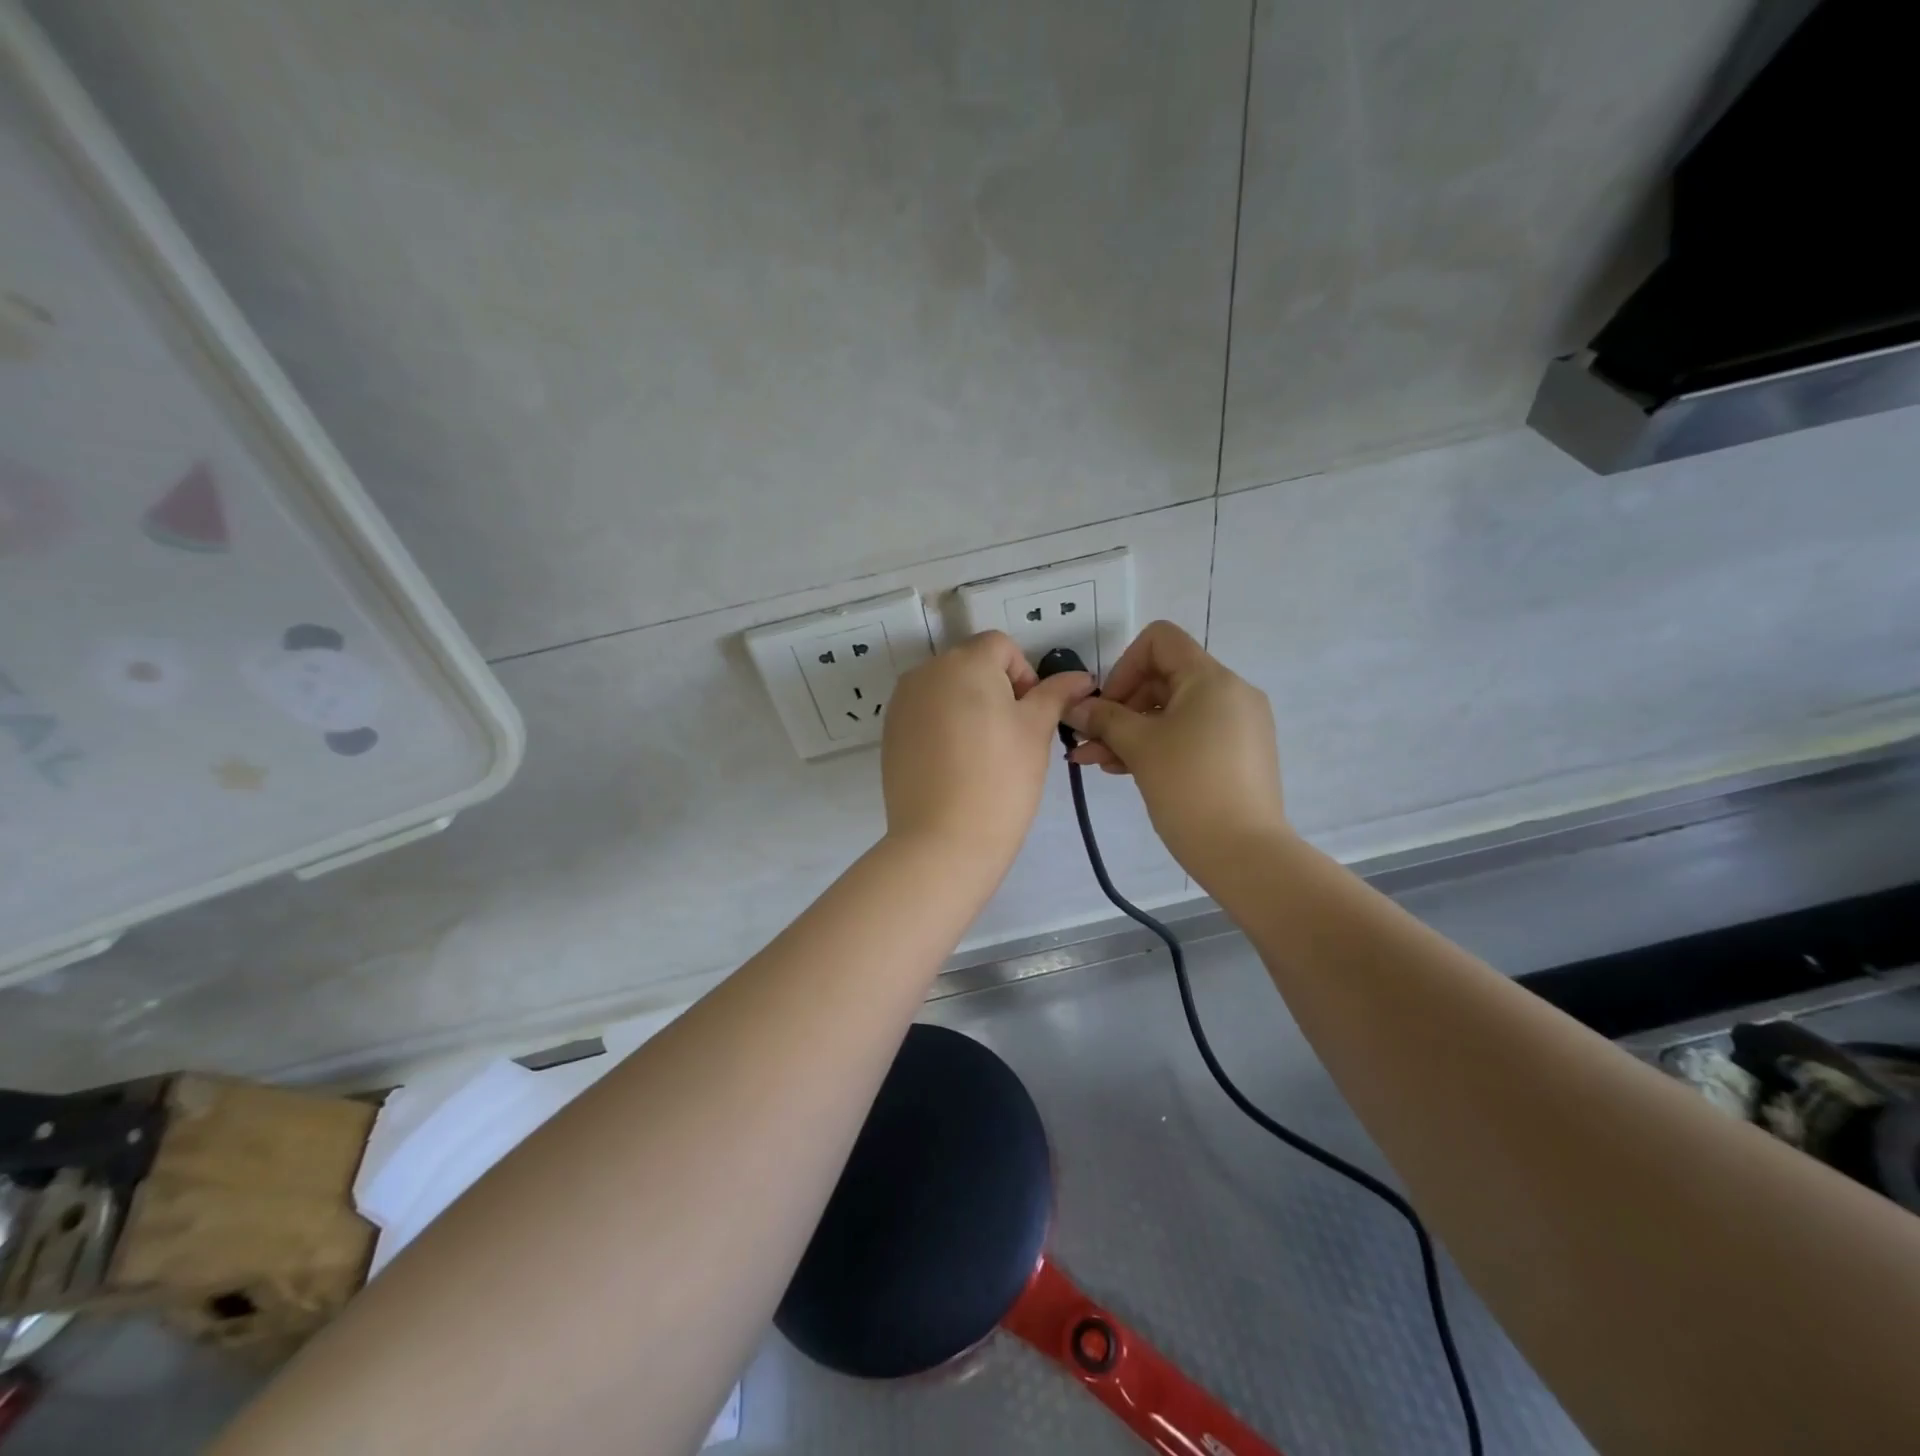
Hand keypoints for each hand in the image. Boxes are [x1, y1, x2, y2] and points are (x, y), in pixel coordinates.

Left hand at [881, 631, 1093, 867]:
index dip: (1024, 674)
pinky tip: (955, 765)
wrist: (943, 840)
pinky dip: (943, 727)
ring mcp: (902, 703)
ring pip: (946, 690)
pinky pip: (925, 714)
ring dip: (968, 707)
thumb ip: (1056, 695)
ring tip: (982, 754)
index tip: (1030, 715)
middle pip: (971, 665)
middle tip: (1011, 738)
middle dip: (995, 690)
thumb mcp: (1036, 731)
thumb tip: (1081, 677)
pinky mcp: (890, 733)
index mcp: (965, 662)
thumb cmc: (1001, 778)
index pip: (1001, 646)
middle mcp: (926, 672)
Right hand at [1065, 621, 1288, 881]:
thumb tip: (1075, 706)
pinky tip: (1124, 770)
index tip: (1107, 706)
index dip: (1124, 666)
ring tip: (1094, 762)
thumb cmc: (1188, 787)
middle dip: (1120, 707)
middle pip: (1163, 677)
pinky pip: (1190, 735)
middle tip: (1089, 740)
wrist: (1245, 853)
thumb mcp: (1139, 747)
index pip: (1160, 640)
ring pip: (1173, 712)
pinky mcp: (1238, 754)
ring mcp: (1238, 725)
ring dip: (1131, 731)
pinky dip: (1157, 745)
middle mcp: (1231, 692)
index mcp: (1211, 679)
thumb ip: (1103, 719)